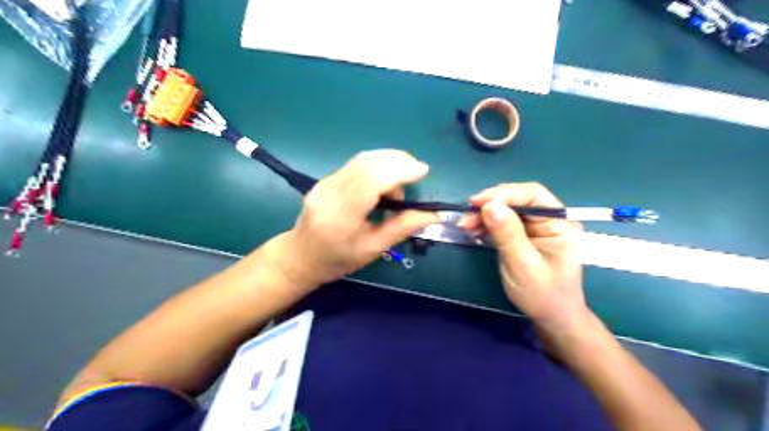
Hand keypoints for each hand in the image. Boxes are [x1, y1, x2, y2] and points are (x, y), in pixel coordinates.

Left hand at [280, 150, 440, 288]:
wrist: (300, 257)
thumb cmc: (338, 260)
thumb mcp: (373, 249)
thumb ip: (401, 228)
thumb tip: (431, 213)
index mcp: (341, 216)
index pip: (370, 181)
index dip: (399, 171)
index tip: (422, 171)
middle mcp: (330, 193)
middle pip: (366, 163)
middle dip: (398, 160)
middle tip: (417, 171)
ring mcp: (324, 183)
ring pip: (361, 159)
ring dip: (388, 161)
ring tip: (403, 179)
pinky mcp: (325, 179)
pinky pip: (356, 164)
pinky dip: (377, 166)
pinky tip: (385, 180)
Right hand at [459, 182, 586, 333]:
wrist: (551, 318)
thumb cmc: (543, 295)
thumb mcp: (524, 266)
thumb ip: (508, 234)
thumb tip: (489, 205)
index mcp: (559, 224)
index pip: (533, 195)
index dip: (504, 194)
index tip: (477, 202)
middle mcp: (548, 220)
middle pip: (517, 199)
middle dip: (490, 204)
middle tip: (466, 217)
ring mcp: (535, 227)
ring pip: (506, 209)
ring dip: (484, 214)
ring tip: (465, 225)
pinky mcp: (522, 235)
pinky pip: (502, 222)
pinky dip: (485, 224)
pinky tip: (473, 230)